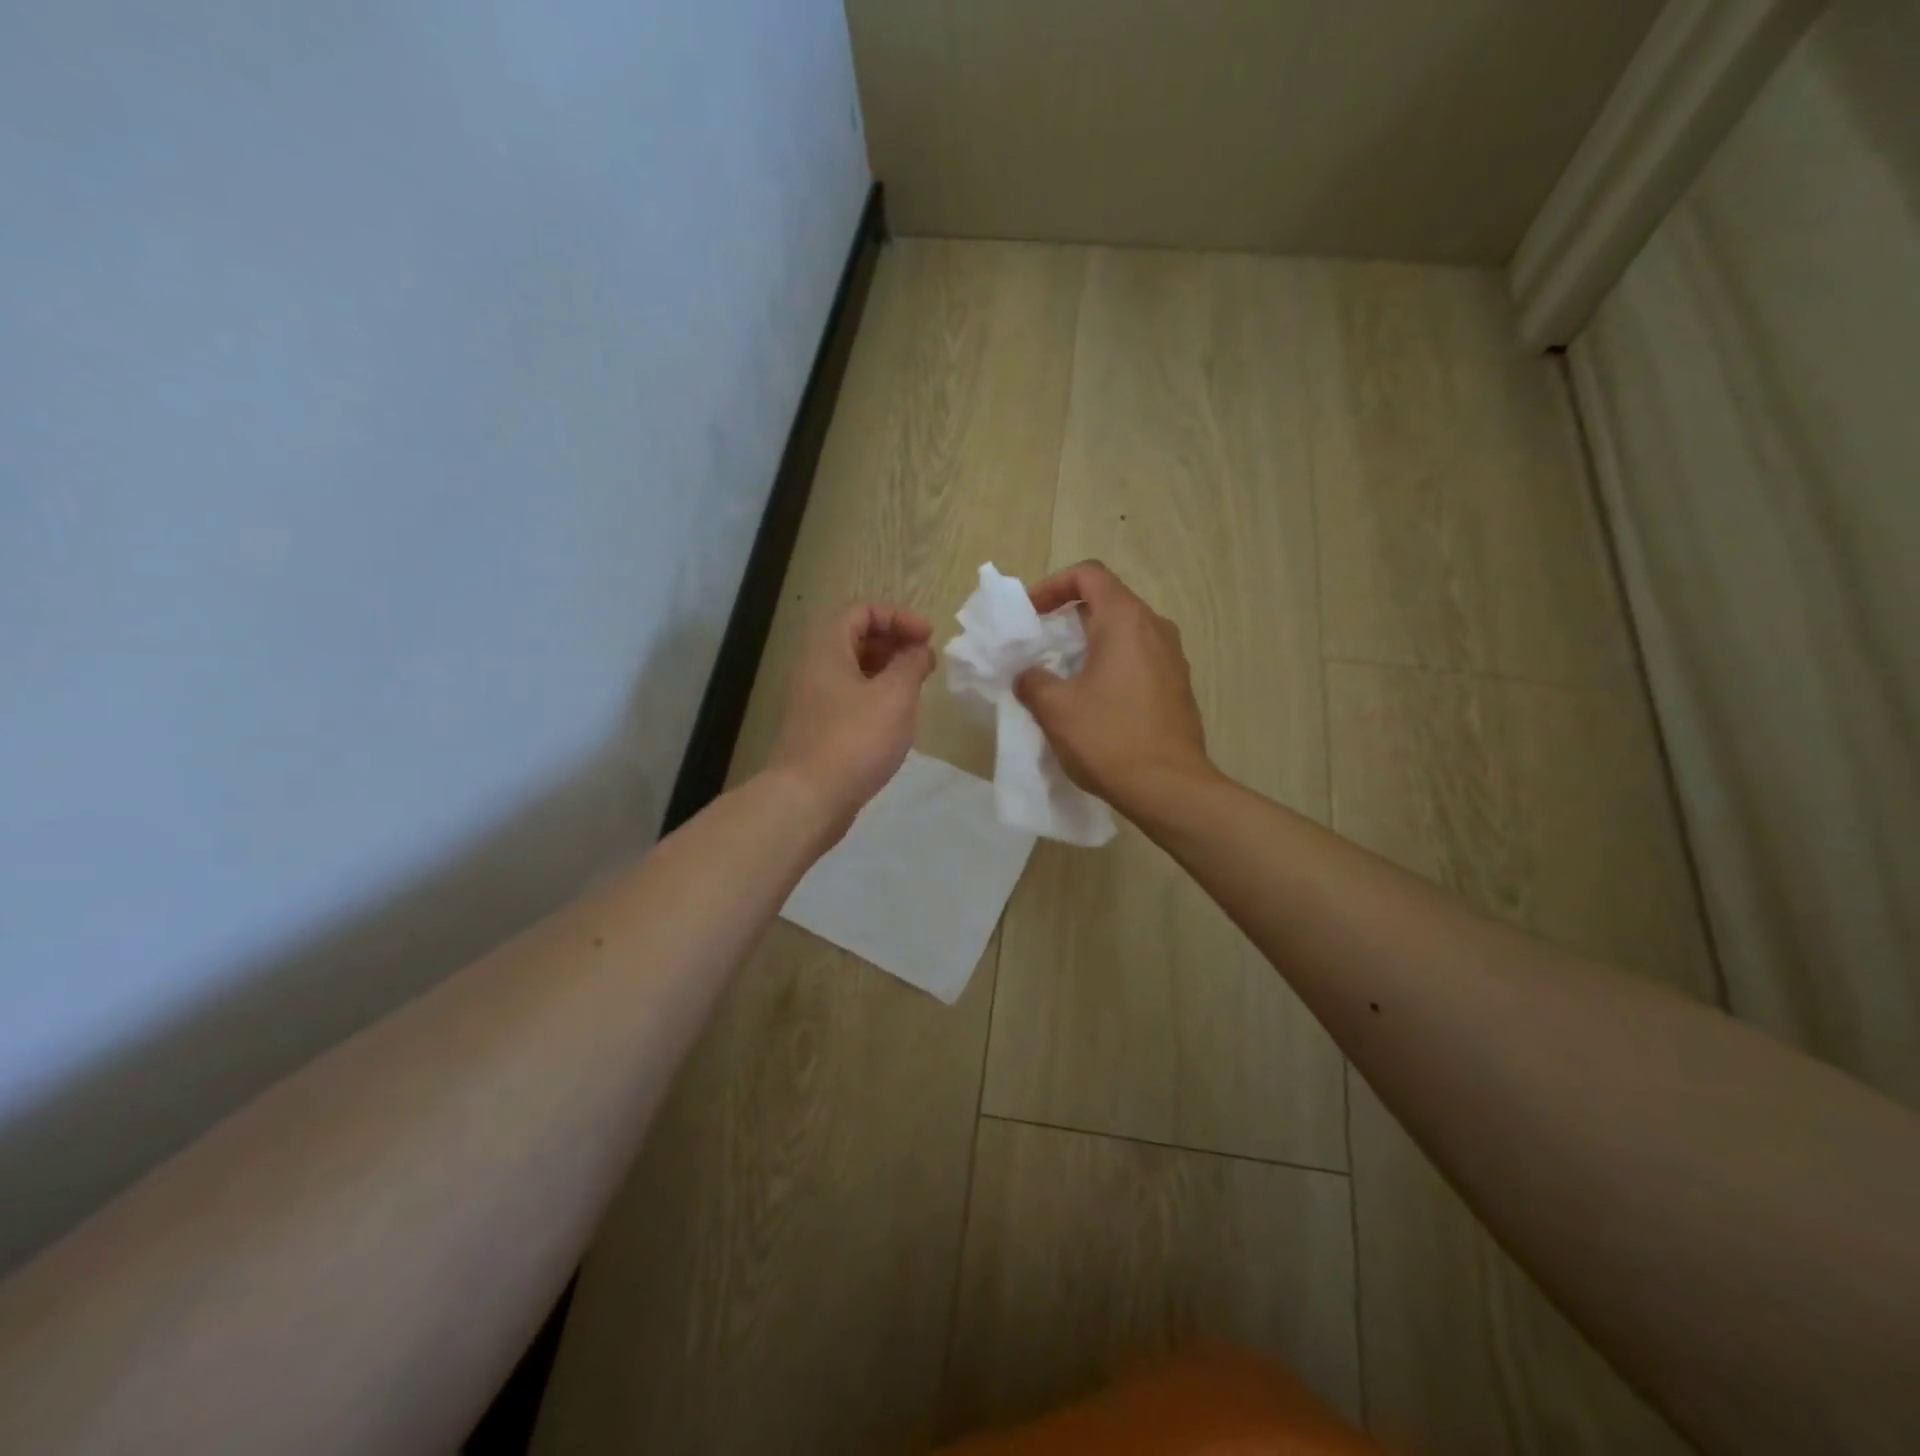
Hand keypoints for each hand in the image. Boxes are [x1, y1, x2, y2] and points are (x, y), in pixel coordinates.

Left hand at [767, 603, 934, 832]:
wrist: (809, 798)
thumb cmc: (855, 739)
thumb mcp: (895, 696)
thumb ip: (911, 664)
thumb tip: (919, 650)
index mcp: (828, 649)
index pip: (861, 610)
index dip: (898, 616)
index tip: (928, 638)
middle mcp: (815, 668)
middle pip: (856, 638)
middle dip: (895, 642)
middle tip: (926, 662)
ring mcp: (814, 700)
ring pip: (854, 670)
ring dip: (888, 671)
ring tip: (917, 689)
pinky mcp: (820, 729)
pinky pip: (851, 698)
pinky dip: (876, 697)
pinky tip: (897, 718)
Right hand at [1014, 561, 1213, 808]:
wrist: (1169, 787)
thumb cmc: (1109, 738)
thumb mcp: (1055, 708)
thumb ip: (1032, 680)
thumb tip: (1029, 676)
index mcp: (1126, 620)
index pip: (1089, 575)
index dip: (1053, 585)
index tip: (1031, 615)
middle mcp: (1155, 628)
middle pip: (1108, 601)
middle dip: (1068, 617)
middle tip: (1040, 645)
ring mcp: (1172, 657)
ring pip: (1125, 633)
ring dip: (1090, 644)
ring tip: (1063, 675)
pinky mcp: (1177, 686)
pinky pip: (1139, 659)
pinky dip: (1111, 665)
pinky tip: (1093, 700)